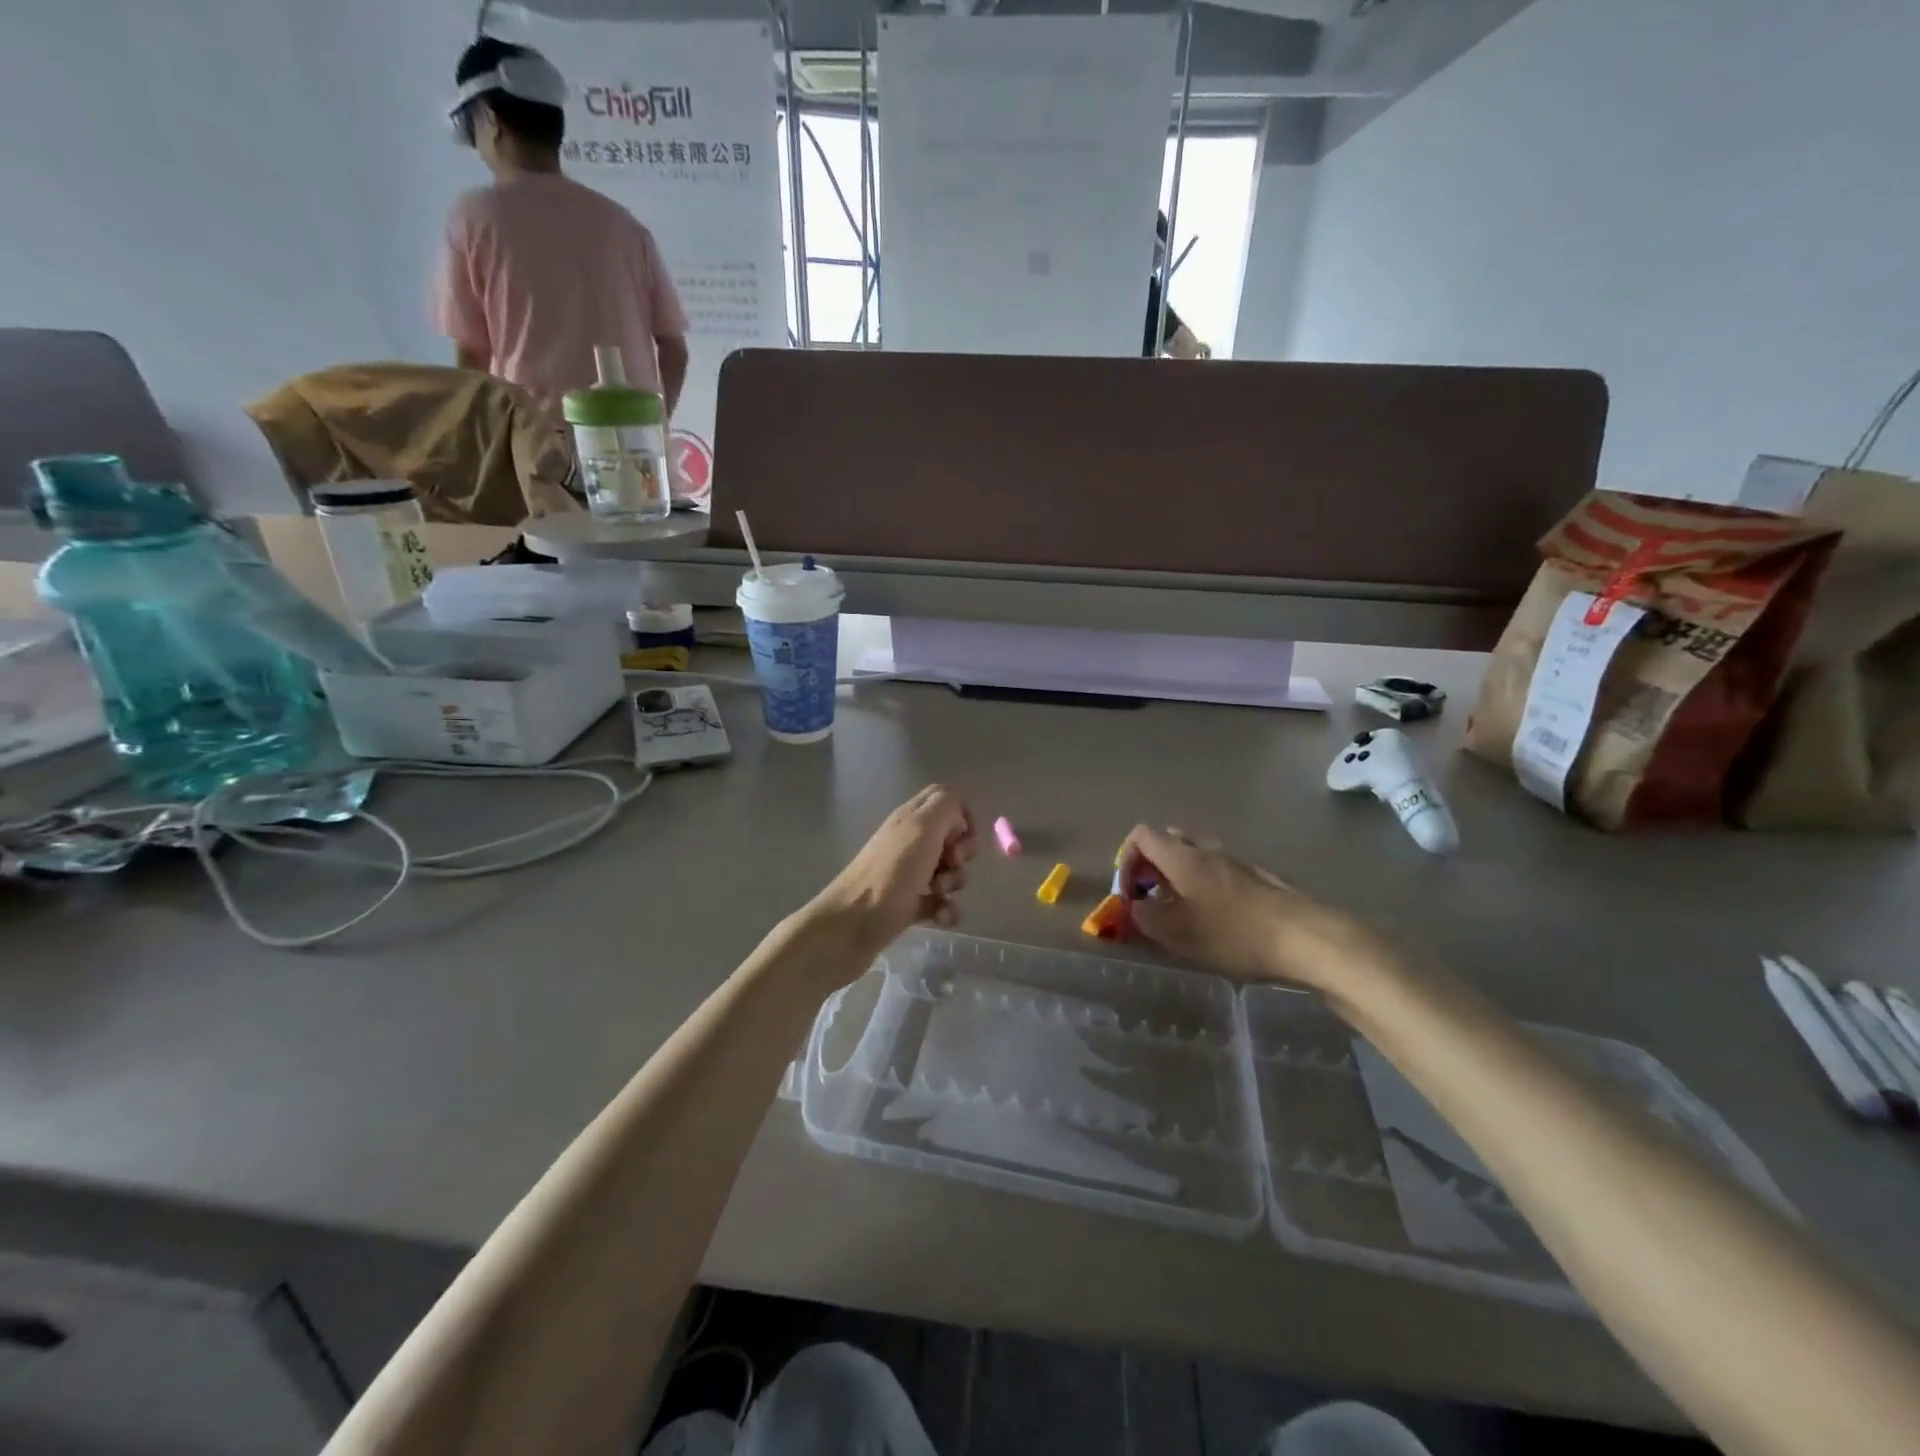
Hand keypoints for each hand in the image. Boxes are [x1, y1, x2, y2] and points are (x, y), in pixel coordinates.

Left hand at [806, 786, 975, 963]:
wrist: (851, 925)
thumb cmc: (892, 873)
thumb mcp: (923, 827)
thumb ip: (947, 807)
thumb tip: (959, 818)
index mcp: (911, 817)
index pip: (942, 797)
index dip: (962, 813)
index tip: (966, 835)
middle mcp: (909, 841)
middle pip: (950, 837)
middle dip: (962, 851)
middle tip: (952, 862)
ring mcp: (907, 874)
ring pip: (947, 871)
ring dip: (954, 881)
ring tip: (939, 892)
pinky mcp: (907, 905)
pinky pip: (939, 902)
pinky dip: (946, 909)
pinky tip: (941, 916)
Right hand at [1120, 825, 1387, 989]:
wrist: (1305, 937)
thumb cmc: (1234, 933)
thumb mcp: (1178, 933)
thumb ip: (1146, 917)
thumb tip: (1134, 906)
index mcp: (1182, 857)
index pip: (1141, 835)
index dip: (1126, 858)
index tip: (1128, 891)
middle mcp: (1206, 850)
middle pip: (1168, 842)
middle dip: (1152, 866)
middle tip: (1152, 899)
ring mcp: (1235, 861)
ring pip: (1195, 856)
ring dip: (1179, 876)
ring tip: (1182, 911)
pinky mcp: (1257, 877)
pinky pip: (1219, 871)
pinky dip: (1205, 885)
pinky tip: (1217, 918)